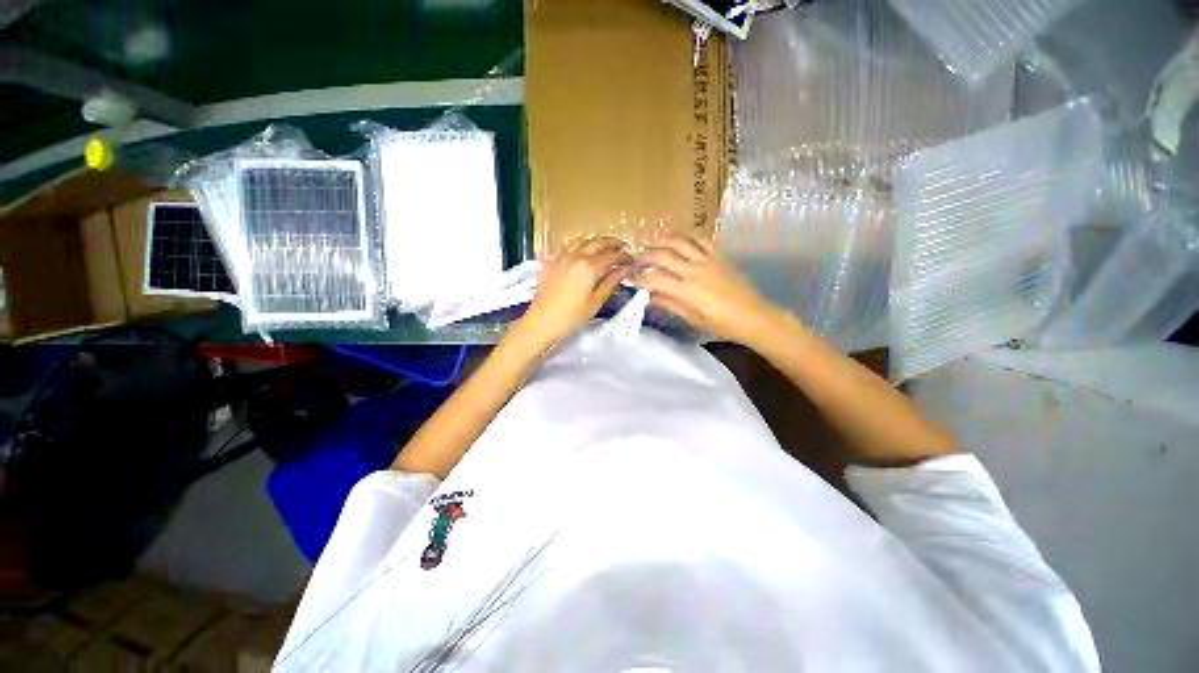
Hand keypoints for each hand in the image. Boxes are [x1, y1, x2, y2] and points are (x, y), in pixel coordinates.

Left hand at [513, 238, 631, 350]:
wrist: (540, 323)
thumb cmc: (571, 318)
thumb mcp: (595, 302)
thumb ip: (611, 282)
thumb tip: (625, 270)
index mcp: (588, 267)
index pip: (612, 255)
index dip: (625, 257)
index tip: (633, 261)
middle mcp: (575, 256)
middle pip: (598, 242)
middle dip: (614, 244)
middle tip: (624, 250)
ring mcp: (561, 256)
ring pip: (583, 241)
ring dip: (597, 242)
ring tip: (606, 250)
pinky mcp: (551, 261)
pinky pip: (569, 247)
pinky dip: (581, 246)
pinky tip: (584, 254)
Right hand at [636, 234, 783, 344]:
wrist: (754, 316)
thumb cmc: (723, 325)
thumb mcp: (693, 319)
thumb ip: (670, 304)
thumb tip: (651, 296)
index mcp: (687, 291)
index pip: (655, 279)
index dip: (639, 278)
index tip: (628, 278)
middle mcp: (694, 271)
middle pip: (663, 256)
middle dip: (644, 256)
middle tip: (633, 258)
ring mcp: (708, 260)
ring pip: (680, 242)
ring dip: (661, 239)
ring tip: (649, 240)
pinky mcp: (719, 256)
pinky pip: (700, 240)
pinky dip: (686, 236)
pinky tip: (677, 238)